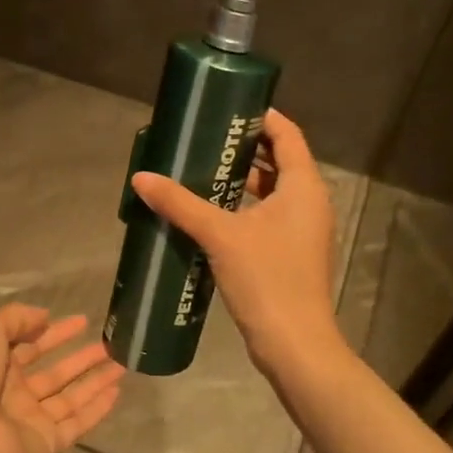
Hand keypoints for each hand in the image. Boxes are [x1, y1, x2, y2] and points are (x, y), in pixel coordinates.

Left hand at [0, 305, 124, 452]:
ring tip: (122, 364)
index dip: (55, 333)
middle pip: (55, 374)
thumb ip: (15, 318)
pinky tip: (117, 391)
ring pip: (70, 398)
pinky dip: (97, 409)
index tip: (82, 321)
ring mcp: (32, 422)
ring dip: (95, 381)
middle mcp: (15, 395)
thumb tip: (44, 316)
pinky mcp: (49, 444)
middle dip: (81, 358)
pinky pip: (77, 423)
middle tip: (109, 344)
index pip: (31, 346)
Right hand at [131, 108, 339, 374]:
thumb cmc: (266, 279)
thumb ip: (180, 203)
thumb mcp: (220, 235)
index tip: (229, 109)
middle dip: (246, 149)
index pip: (288, 135)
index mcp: (304, 187)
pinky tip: (213, 215)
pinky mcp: (293, 254)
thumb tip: (141, 178)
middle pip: (281, 162)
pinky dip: (245, 208)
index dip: (262, 118)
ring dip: (244, 181)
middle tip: (206, 140)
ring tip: (203, 172)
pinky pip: (270, 217)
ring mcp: (304, 231)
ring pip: (275, 192)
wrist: (294, 343)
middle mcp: (310, 203)